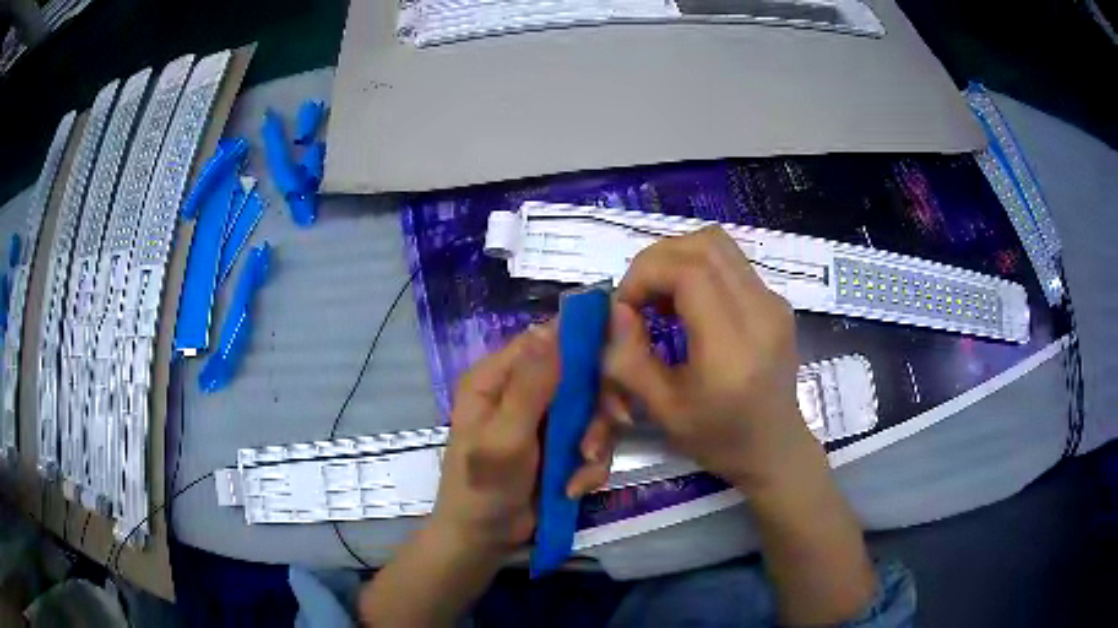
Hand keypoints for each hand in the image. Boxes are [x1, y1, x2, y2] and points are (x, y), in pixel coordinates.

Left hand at [429, 323, 619, 559]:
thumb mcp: (505, 436)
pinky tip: (574, 488)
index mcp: (497, 378)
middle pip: (578, 376)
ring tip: (582, 471)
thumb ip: (530, 386)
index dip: (582, 342)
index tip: (617, 360)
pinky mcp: (560, 448)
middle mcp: (522, 392)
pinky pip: (591, 443)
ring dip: (595, 442)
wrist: (485, 539)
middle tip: (615, 424)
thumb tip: (552, 329)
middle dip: (597, 406)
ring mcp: (543, 421)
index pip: (545, 339)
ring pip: (591, 412)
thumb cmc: (483, 486)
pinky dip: (589, 466)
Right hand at [603, 226, 813, 492]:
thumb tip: (616, 310)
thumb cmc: (719, 439)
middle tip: (638, 298)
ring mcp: (774, 303)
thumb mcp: (662, 410)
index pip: (689, 272)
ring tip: (661, 299)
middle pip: (705, 244)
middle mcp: (761, 313)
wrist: (775, 449)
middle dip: (658, 260)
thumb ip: (629, 358)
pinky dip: (698, 270)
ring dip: (678, 259)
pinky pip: (731, 263)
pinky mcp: (776, 302)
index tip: (624, 306)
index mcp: (733, 347)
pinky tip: (687, 307)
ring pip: (719, 245)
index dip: (646, 275)